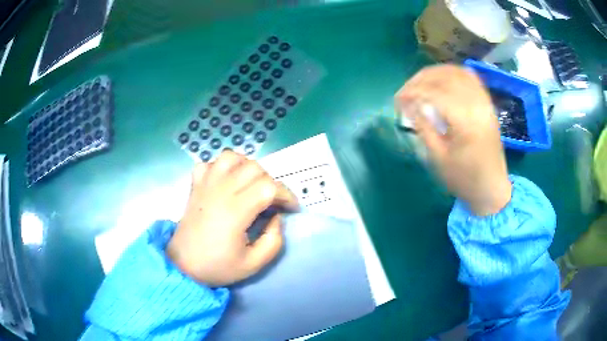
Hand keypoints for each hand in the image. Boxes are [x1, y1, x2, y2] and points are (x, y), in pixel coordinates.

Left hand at [166, 151, 298, 286]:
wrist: (183, 265)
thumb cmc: (217, 266)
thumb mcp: (253, 264)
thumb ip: (274, 241)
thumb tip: (277, 217)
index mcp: (235, 211)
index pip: (268, 187)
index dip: (286, 195)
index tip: (291, 208)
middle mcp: (220, 191)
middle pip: (254, 168)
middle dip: (271, 182)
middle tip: (272, 201)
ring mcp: (205, 185)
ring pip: (232, 157)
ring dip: (248, 167)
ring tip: (252, 185)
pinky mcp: (196, 186)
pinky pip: (210, 163)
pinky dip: (222, 166)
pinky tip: (227, 181)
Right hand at [395, 64, 511, 215]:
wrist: (491, 189)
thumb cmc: (464, 179)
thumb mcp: (438, 158)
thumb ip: (424, 127)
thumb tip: (409, 105)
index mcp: (466, 122)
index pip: (435, 94)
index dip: (413, 92)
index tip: (397, 101)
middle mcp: (477, 106)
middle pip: (445, 77)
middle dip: (421, 80)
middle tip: (405, 91)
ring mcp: (485, 103)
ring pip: (458, 73)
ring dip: (435, 73)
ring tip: (420, 82)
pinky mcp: (487, 104)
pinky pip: (471, 78)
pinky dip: (453, 74)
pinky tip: (442, 80)